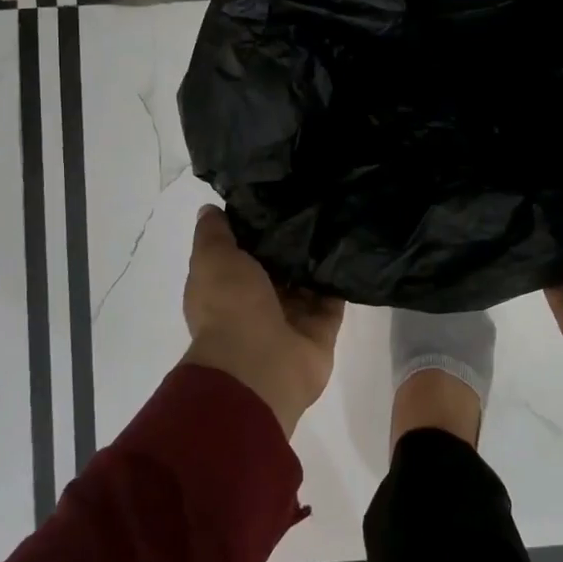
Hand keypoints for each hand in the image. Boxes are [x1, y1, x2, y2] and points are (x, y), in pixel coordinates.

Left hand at [181, 206, 344, 435]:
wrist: (261, 364)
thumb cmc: (230, 305)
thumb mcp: (213, 258)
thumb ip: (214, 233)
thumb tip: (211, 209)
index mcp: (226, 288)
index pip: (240, 253)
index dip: (253, 228)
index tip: (272, 197)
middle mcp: (256, 303)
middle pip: (277, 267)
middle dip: (290, 242)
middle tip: (311, 202)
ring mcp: (290, 319)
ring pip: (307, 282)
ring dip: (317, 259)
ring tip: (336, 218)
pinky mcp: (320, 330)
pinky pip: (333, 300)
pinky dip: (340, 281)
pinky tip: (351, 249)